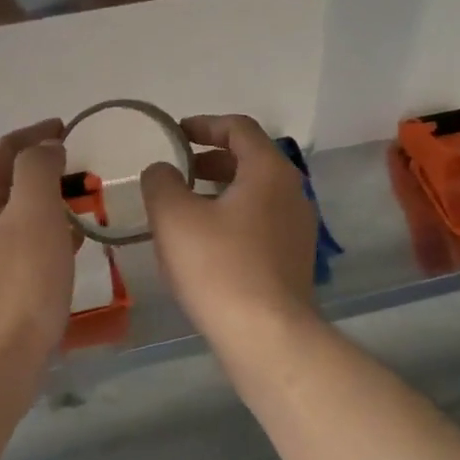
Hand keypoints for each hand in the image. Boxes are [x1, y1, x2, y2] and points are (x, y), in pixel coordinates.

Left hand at [0, 120, 73, 373]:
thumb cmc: (17, 285)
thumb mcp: (33, 214)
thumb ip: (38, 170)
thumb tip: (44, 145)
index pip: (3, 151)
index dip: (34, 134)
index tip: (67, 127)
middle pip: (5, 185)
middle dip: (40, 172)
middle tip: (78, 171)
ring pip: (13, 221)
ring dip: (44, 208)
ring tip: (80, 211)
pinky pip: (19, 253)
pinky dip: (44, 241)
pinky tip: (67, 255)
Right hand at [140, 115, 318, 342]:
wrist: (266, 335)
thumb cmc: (218, 267)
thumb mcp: (174, 217)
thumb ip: (161, 182)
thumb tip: (162, 170)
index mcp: (269, 171)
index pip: (239, 128)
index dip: (204, 124)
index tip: (176, 133)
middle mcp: (292, 193)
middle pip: (251, 160)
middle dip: (211, 160)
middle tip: (178, 171)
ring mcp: (298, 229)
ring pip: (255, 195)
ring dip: (220, 192)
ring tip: (186, 208)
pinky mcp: (293, 261)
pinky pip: (260, 224)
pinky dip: (232, 219)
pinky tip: (206, 244)